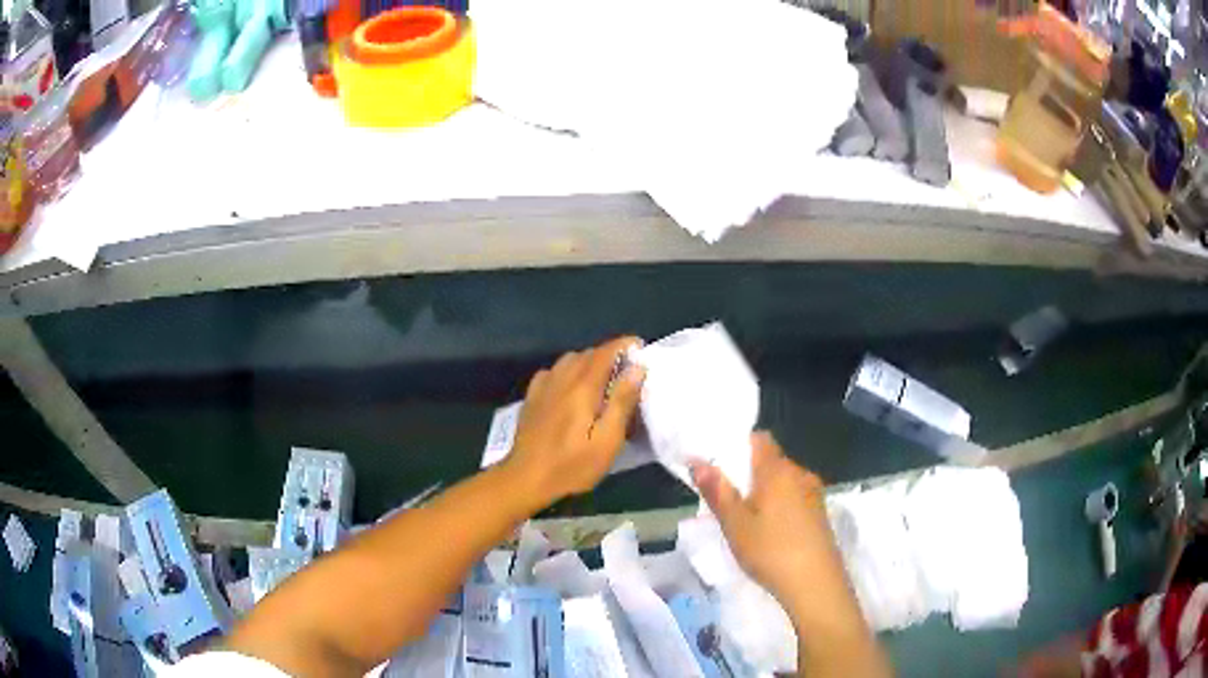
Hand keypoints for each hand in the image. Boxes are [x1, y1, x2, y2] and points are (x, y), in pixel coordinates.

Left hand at [508, 337, 644, 505]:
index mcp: (583, 387)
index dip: (624, 345)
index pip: (606, 352)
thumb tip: (637, 368)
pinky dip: (568, 372)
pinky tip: (570, 389)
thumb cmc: (572, 464)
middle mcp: (562, 378)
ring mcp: (543, 386)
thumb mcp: (607, 441)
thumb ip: (622, 402)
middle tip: (626, 372)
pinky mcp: (532, 397)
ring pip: (569, 360)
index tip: (640, 346)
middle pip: (588, 353)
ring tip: (601, 380)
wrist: (526, 477)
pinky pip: (553, 372)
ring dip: (588, 362)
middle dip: (609, 355)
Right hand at [692, 432, 847, 612]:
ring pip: (784, 481)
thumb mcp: (735, 525)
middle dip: (748, 474)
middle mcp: (800, 473)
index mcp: (778, 470)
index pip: (759, 439)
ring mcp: (814, 494)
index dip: (738, 445)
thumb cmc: (771, 551)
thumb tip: (699, 462)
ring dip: (765, 492)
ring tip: (745, 519)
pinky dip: (780, 506)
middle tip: (726, 499)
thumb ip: (717, 491)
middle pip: (771, 461)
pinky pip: (795, 498)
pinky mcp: (821, 514)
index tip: (719, 464)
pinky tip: (770, 532)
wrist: (816, 584)